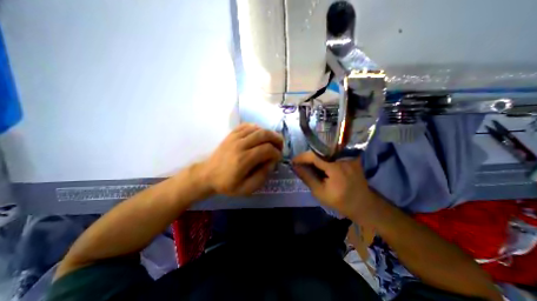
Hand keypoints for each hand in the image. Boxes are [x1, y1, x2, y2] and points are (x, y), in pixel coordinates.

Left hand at [200, 123, 284, 196]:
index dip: (277, 153)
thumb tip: (272, 162)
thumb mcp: (246, 188)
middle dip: (276, 139)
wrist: (207, 175)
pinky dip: (257, 128)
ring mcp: (234, 137)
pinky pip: (247, 125)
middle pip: (264, 134)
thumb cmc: (227, 184)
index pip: (267, 149)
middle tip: (280, 146)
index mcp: (243, 160)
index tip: (278, 158)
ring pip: (257, 128)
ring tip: (272, 141)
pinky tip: (259, 135)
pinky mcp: (231, 134)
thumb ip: (262, 176)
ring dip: (268, 133)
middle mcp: (240, 145)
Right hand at [293, 151, 376, 217]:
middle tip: (299, 164)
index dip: (301, 157)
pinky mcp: (350, 157)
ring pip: (325, 152)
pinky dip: (323, 158)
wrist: (363, 204)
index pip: (314, 155)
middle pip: (319, 151)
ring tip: (307, 165)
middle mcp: (343, 158)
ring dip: (314, 158)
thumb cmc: (340, 201)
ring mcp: (348, 156)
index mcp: (336, 167)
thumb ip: (307, 177)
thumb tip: (295, 167)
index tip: (292, 162)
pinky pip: (332, 154)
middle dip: (307, 157)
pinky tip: (318, 165)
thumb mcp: (319, 192)